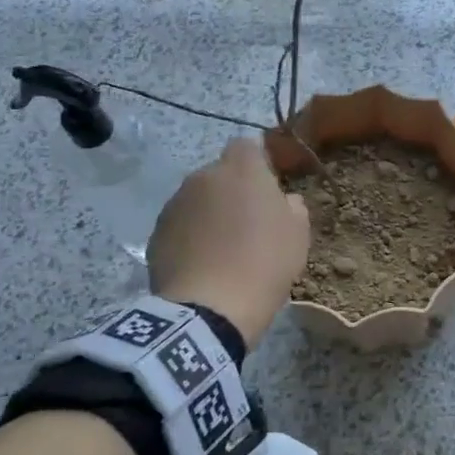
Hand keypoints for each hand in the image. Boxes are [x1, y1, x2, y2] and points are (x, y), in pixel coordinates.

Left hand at [149, 139, 309, 349]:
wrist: (209, 309)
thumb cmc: (264, 263)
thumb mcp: (298, 235)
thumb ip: (292, 207)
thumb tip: (283, 201)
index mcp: (242, 170)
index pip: (247, 145)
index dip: (257, 164)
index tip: (267, 190)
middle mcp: (204, 176)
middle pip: (220, 174)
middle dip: (232, 191)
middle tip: (247, 224)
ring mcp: (175, 204)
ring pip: (198, 199)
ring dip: (209, 214)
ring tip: (222, 249)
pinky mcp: (156, 233)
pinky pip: (180, 225)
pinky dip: (190, 237)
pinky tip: (202, 265)